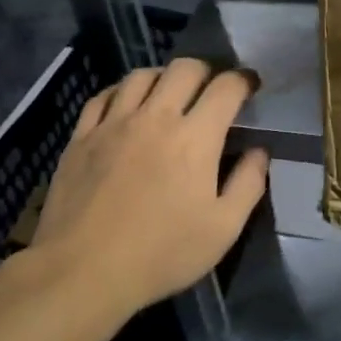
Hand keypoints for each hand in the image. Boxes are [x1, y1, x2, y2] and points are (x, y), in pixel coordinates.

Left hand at [27, 59, 268, 325]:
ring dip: (163, 77)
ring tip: (168, 94)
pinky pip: (102, 97)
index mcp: (195, 137)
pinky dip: (121, 92)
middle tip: (211, 90)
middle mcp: (156, 117)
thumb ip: (248, 184)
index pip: (226, 87)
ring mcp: (114, 124)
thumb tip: (259, 151)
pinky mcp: (81, 137)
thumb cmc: (161, 253)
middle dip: (206, 71)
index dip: (244, 80)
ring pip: (142, 75)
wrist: (82, 273)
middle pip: (184, 68)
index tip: (250, 86)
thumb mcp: (223, 229)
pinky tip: (125, 107)